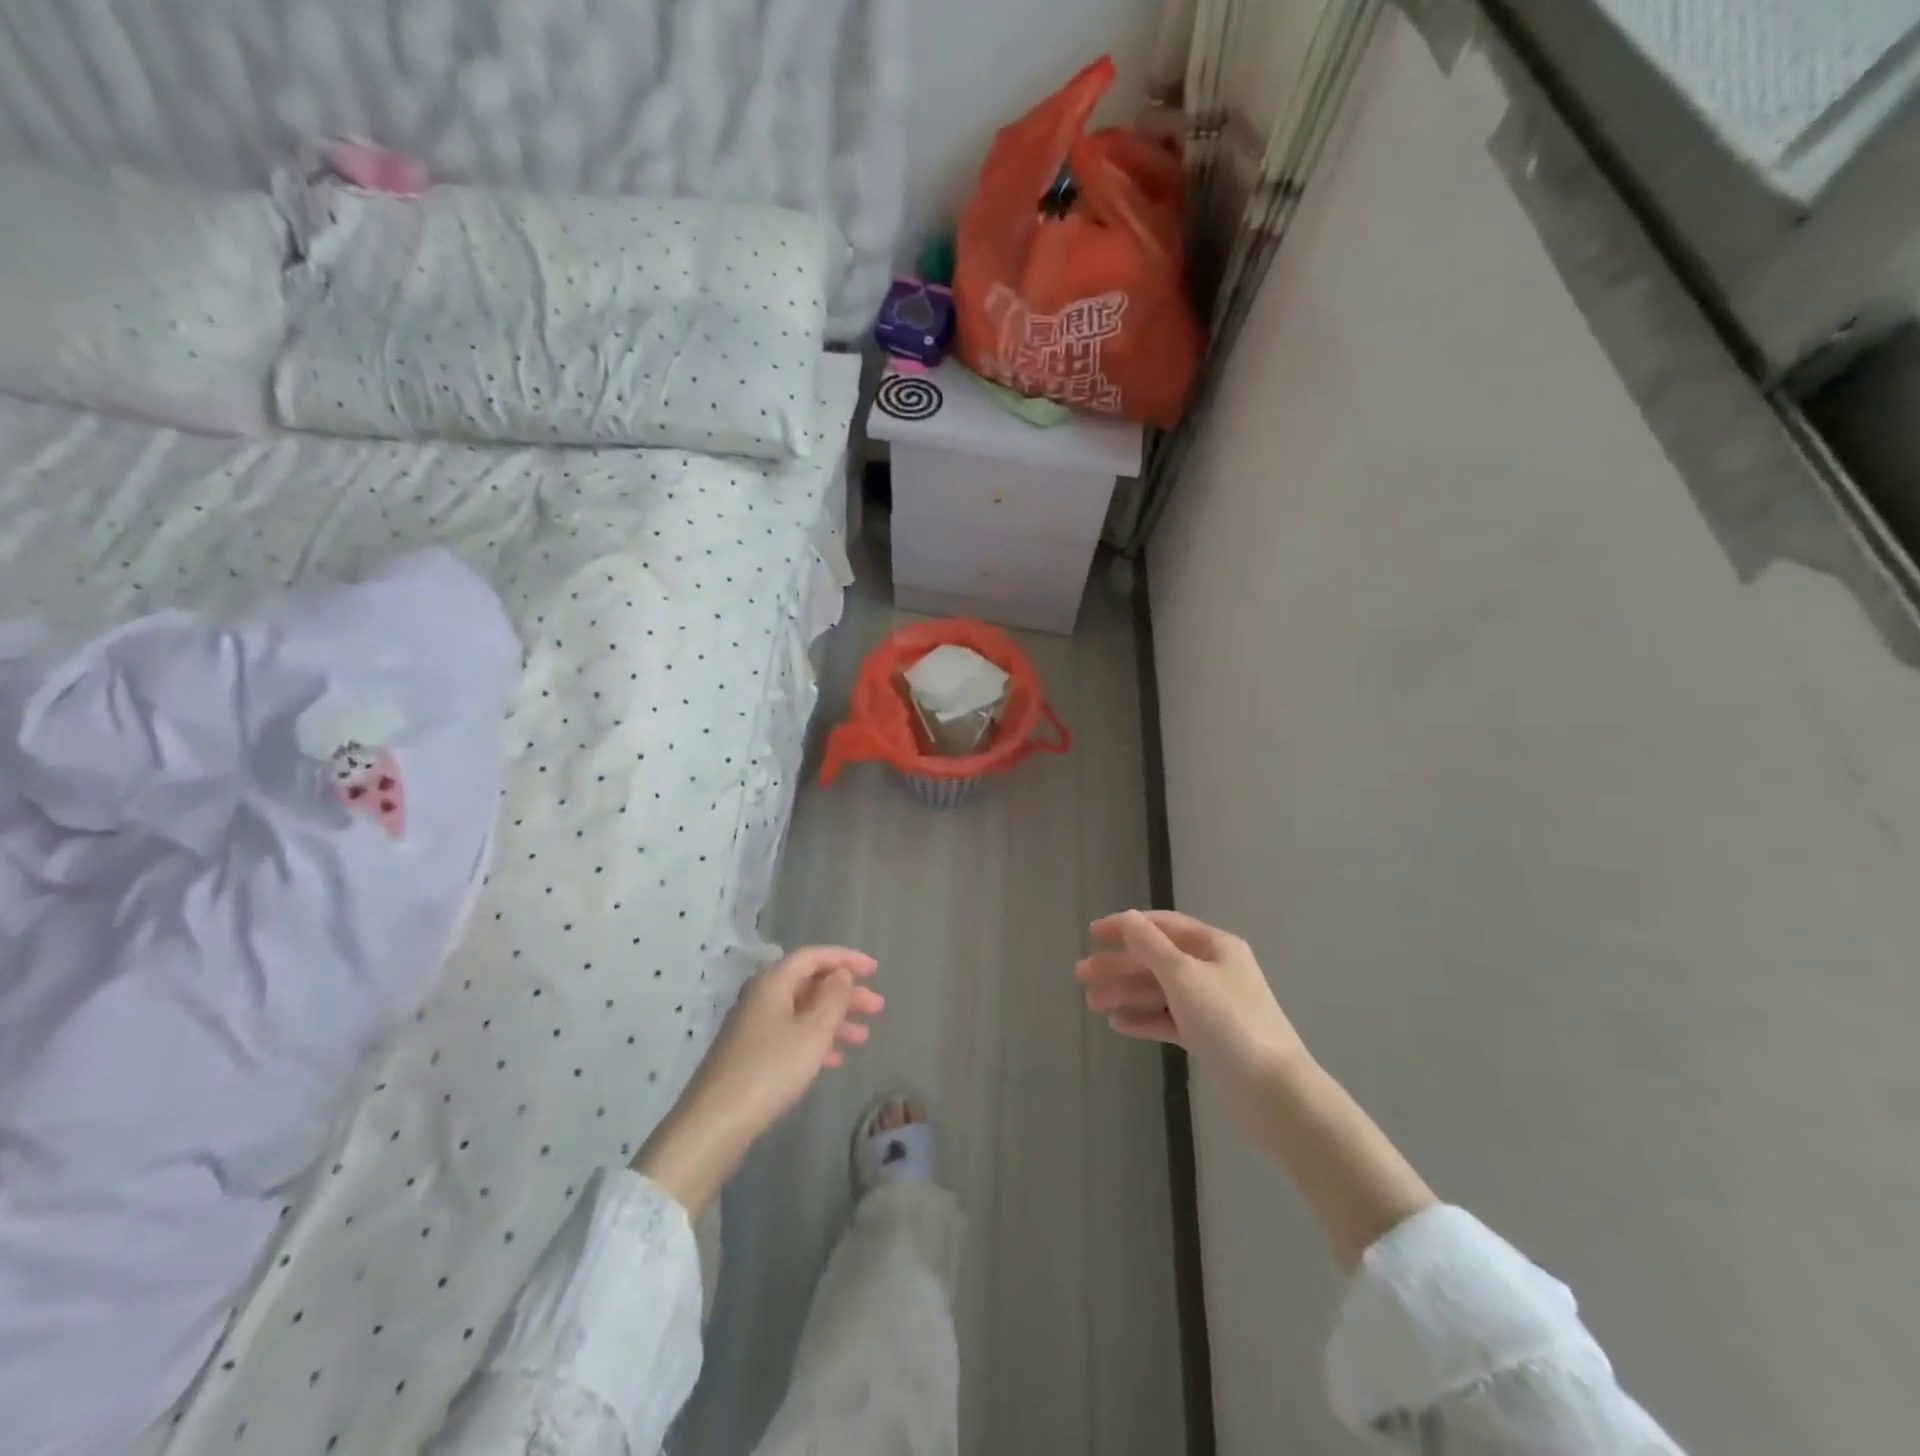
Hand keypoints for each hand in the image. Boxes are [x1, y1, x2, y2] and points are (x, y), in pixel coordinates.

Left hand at [634, 947, 881, 1212]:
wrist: (714, 1124)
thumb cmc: (770, 1070)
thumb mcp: (812, 1032)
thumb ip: (833, 998)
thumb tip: (840, 973)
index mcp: (773, 983)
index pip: (813, 957)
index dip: (845, 958)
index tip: (874, 969)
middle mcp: (761, 997)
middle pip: (809, 984)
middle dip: (845, 993)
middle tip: (877, 1008)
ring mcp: (753, 1027)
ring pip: (802, 1012)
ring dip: (834, 1020)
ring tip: (863, 1038)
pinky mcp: (750, 1055)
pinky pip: (791, 1036)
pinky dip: (815, 1042)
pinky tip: (835, 1061)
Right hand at [1081, 911, 1438, 1270]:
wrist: (1274, 1093)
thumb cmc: (1228, 1022)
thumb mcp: (1184, 976)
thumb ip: (1150, 946)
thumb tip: (1127, 918)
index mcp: (1215, 946)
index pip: (1163, 926)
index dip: (1126, 926)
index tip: (1092, 934)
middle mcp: (1214, 970)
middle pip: (1158, 960)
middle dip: (1120, 966)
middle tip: (1081, 975)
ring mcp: (1213, 1005)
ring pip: (1161, 991)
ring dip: (1126, 993)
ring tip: (1091, 1003)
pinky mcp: (1211, 1038)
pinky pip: (1170, 1019)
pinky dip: (1145, 1019)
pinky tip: (1118, 1023)